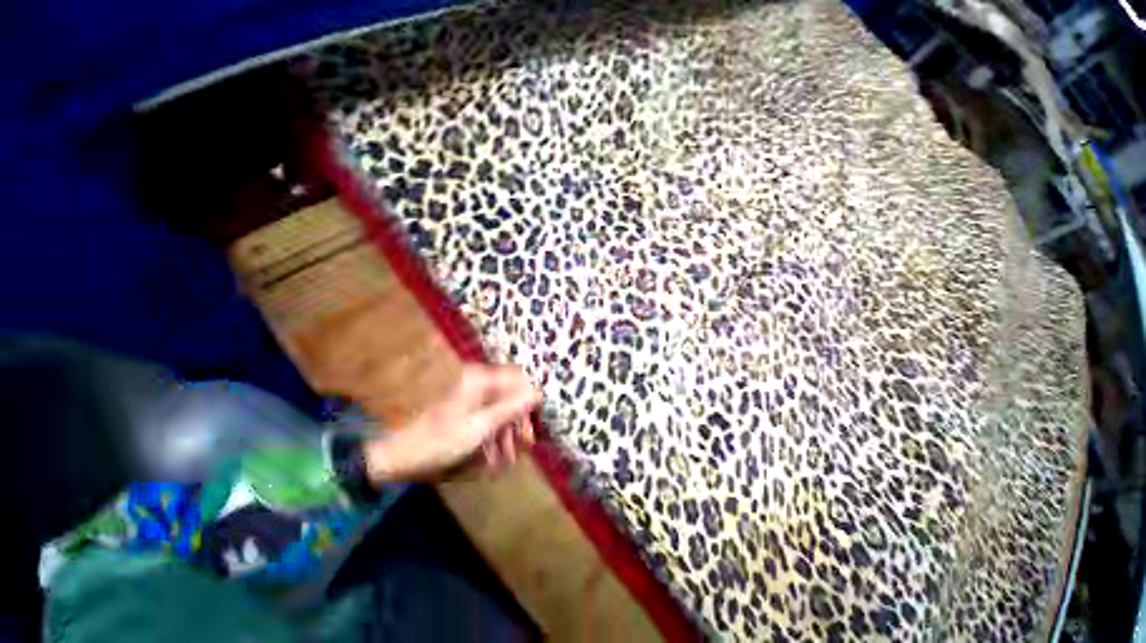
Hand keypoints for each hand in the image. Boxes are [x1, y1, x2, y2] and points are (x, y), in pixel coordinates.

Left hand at [363, 364, 539, 482]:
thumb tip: (538, 393)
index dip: (531, 400)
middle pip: (510, 396)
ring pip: (499, 409)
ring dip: (506, 434)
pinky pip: (487, 418)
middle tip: (526, 445)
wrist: (399, 456)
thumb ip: (512, 408)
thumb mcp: (482, 427)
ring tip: (507, 461)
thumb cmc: (442, 440)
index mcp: (481, 379)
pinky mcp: (464, 409)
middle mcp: (478, 382)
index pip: (519, 380)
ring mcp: (470, 396)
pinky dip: (492, 436)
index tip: (537, 423)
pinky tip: (492, 460)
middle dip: (518, 421)